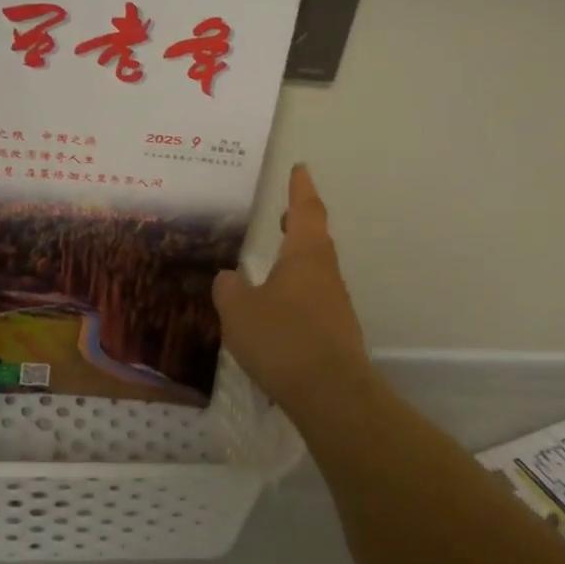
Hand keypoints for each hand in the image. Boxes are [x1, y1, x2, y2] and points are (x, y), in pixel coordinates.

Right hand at [213, 164, 372, 408]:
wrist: (331, 394)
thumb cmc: (283, 339)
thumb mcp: (239, 310)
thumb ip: (229, 288)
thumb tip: (229, 278)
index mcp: (306, 255)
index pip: (305, 209)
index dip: (300, 188)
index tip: (299, 168)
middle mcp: (326, 273)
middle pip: (315, 238)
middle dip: (298, 223)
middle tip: (281, 214)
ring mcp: (335, 304)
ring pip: (314, 271)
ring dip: (296, 262)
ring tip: (271, 266)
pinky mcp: (336, 333)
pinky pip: (312, 301)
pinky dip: (295, 295)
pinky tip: (276, 313)